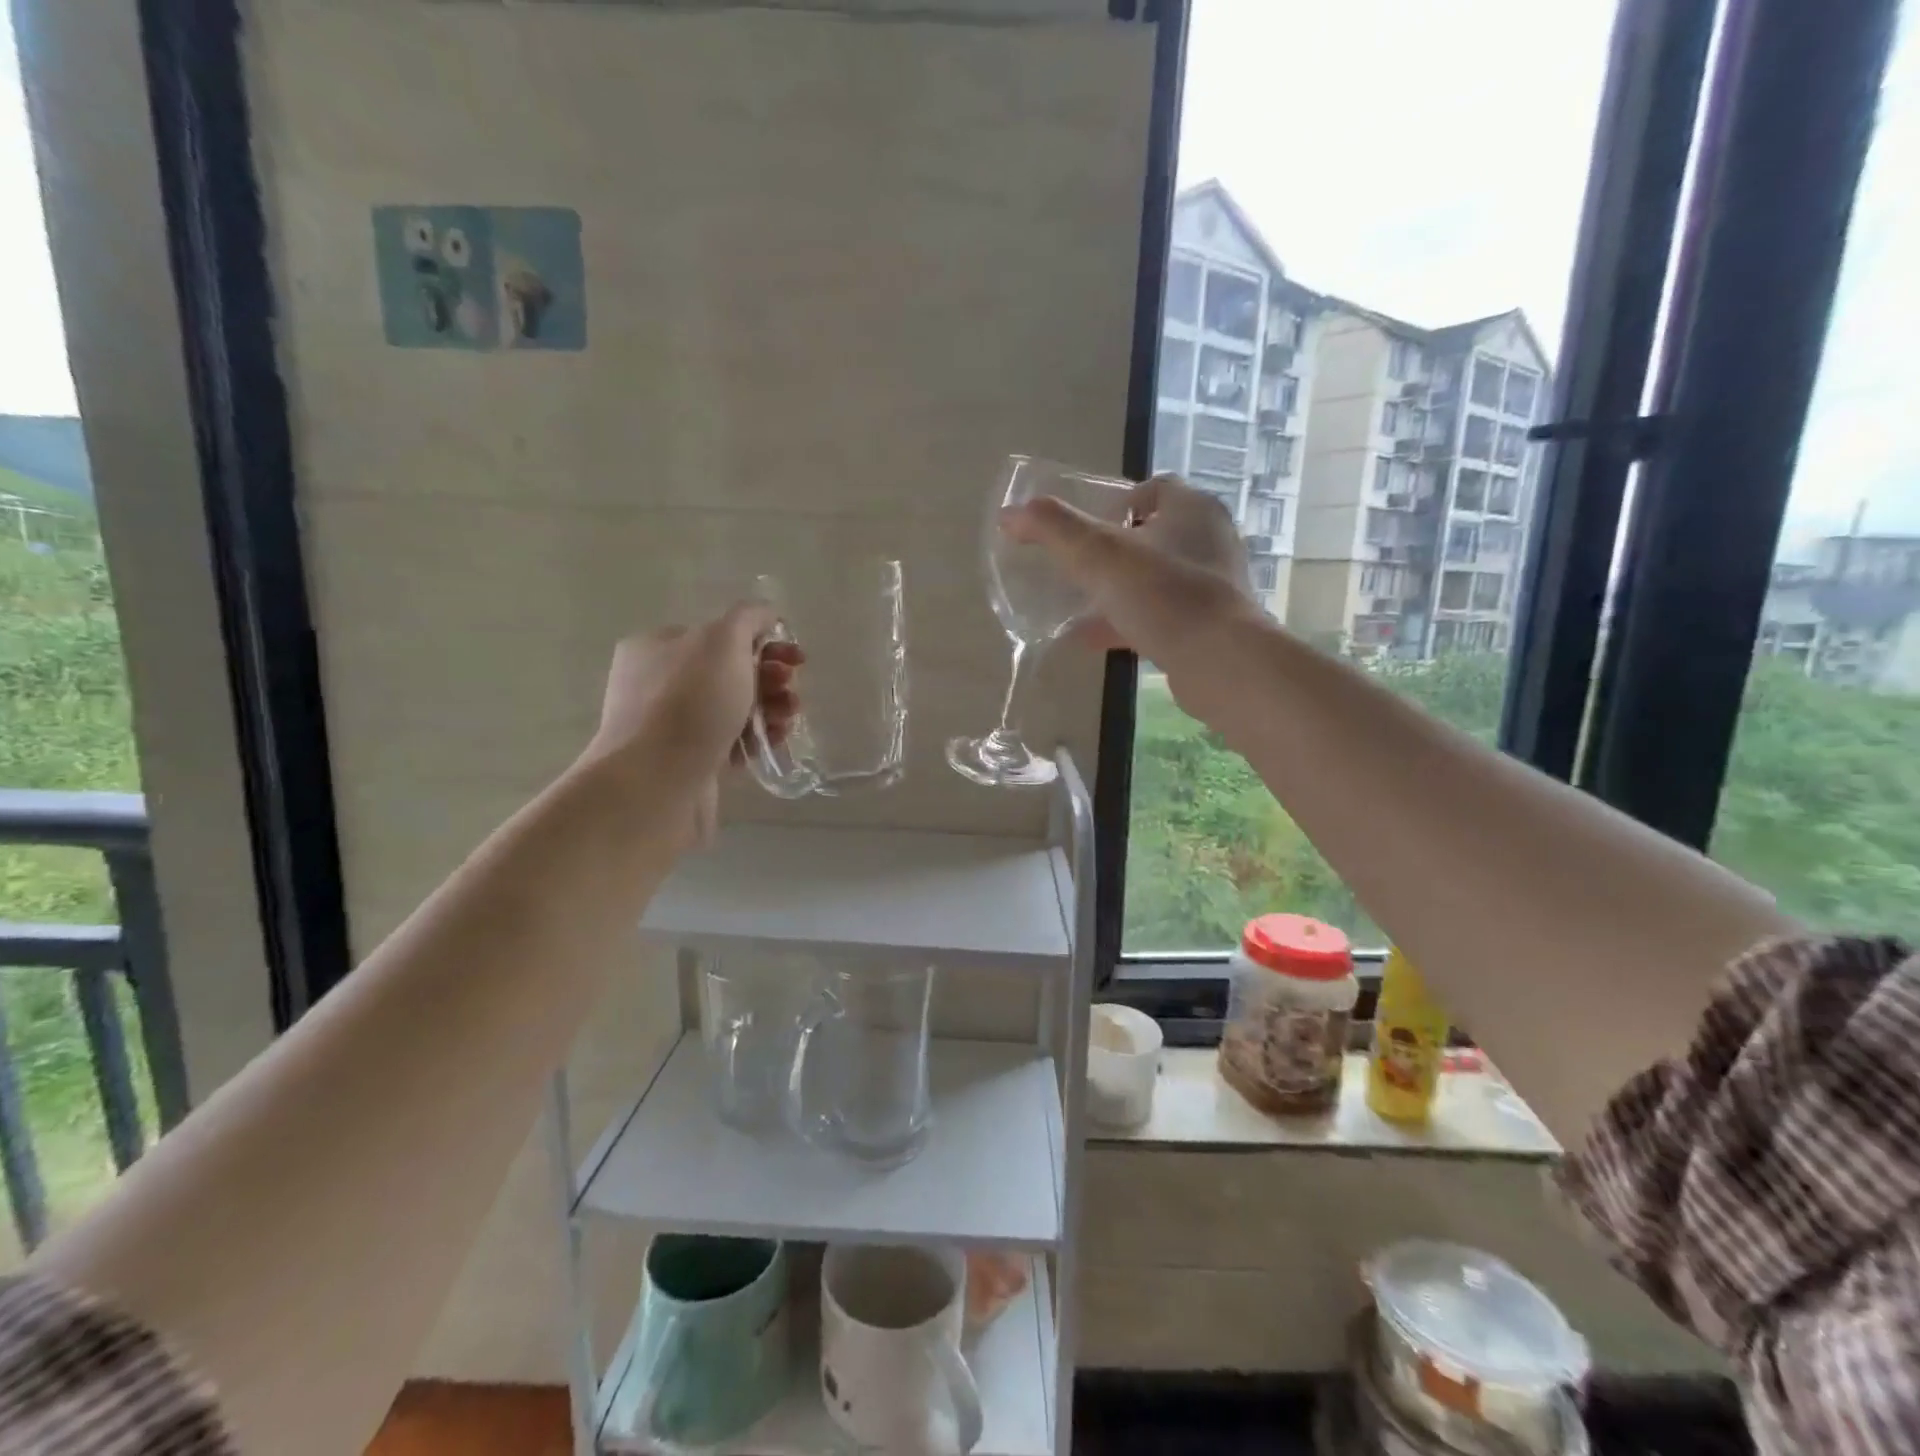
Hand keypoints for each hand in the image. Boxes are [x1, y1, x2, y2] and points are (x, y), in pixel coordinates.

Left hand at [583, 605, 804, 831]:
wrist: (656, 784)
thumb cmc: (690, 703)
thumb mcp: (723, 640)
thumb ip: (748, 618)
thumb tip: (765, 613)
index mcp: (658, 646)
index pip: (720, 634)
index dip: (763, 642)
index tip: (795, 660)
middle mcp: (659, 683)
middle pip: (730, 673)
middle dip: (770, 680)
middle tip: (790, 693)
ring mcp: (671, 727)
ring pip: (734, 710)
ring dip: (770, 710)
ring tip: (787, 721)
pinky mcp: (687, 763)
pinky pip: (730, 744)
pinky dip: (755, 741)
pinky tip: (772, 744)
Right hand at [1002, 473, 1257, 667]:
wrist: (1221, 662)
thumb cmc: (1164, 595)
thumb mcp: (1100, 556)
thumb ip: (1054, 530)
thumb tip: (1009, 514)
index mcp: (1192, 509)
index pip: (1154, 488)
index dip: (1117, 502)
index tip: (1088, 529)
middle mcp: (1209, 540)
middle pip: (1153, 534)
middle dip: (1114, 550)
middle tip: (1079, 567)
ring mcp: (1212, 585)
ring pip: (1156, 578)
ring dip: (1118, 590)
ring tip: (1077, 605)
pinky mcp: (1209, 624)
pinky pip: (1161, 615)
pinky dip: (1126, 622)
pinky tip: (1090, 640)